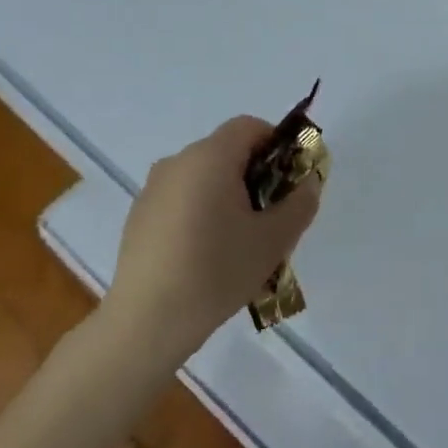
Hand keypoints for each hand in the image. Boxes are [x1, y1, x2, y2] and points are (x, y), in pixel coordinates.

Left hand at [111, 116, 323, 352]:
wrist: (148, 321)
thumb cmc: (218, 270)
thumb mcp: (274, 239)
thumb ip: (300, 203)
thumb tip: (308, 182)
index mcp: (210, 157)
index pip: (250, 126)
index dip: (277, 145)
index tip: (289, 182)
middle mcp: (177, 162)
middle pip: (226, 151)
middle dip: (256, 175)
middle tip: (271, 217)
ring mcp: (153, 188)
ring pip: (203, 177)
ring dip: (228, 195)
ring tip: (239, 242)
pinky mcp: (139, 215)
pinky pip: (182, 199)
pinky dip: (201, 212)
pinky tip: (206, 255)